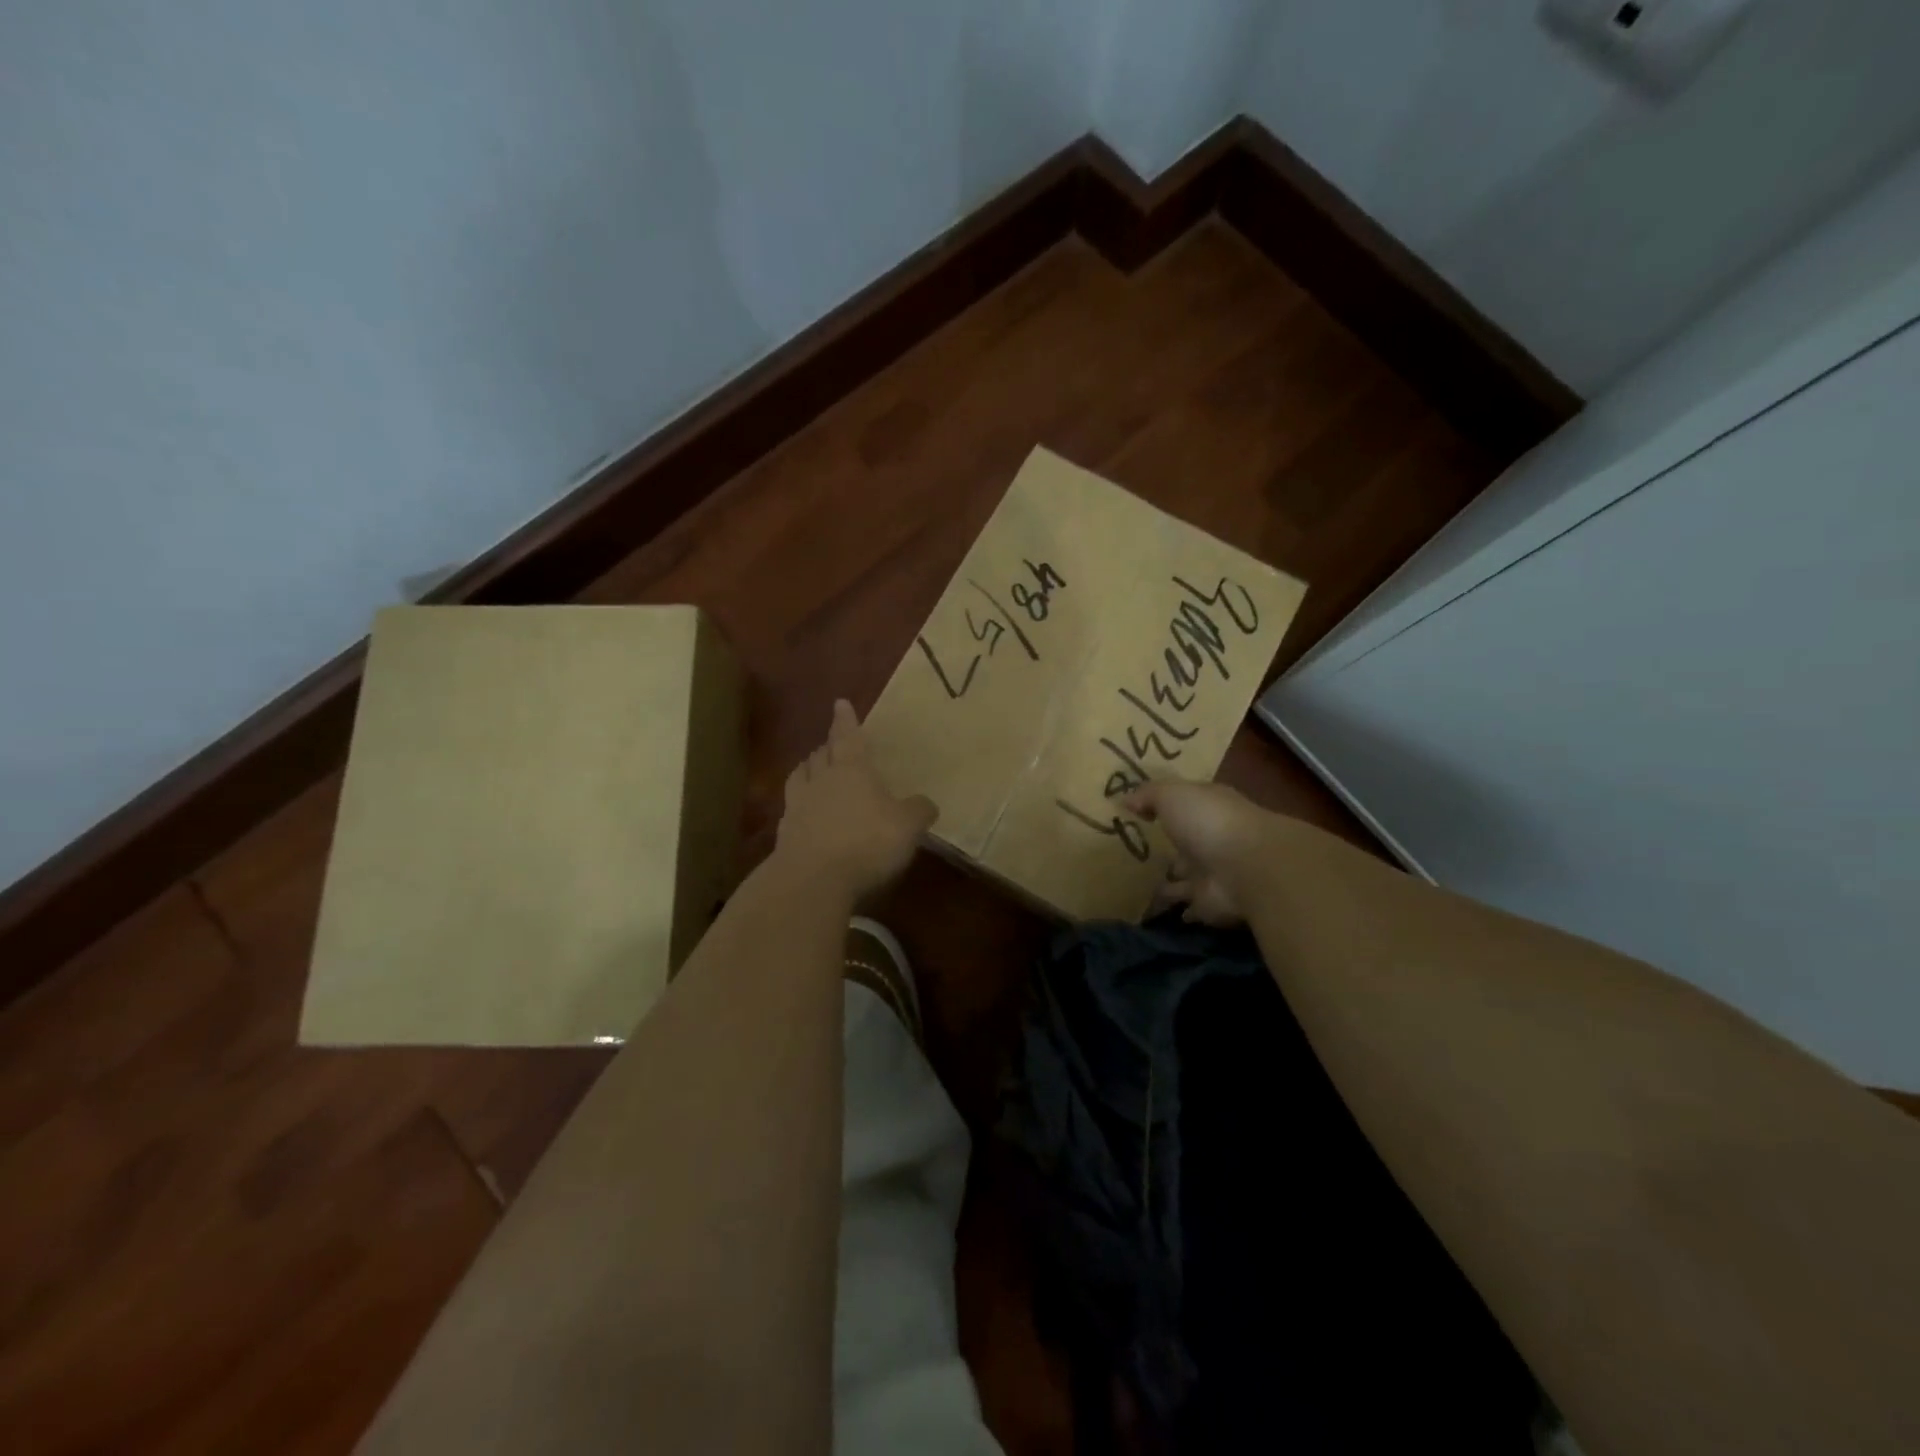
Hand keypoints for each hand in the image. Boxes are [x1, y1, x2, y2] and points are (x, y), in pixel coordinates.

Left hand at [775, 699, 937, 898]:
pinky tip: (803, 812)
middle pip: (821, 754)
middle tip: (832, 744)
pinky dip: (799, 804)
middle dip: (828, 747)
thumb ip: (918, 811)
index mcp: (852, 770)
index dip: (846, 720)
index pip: (849, 737)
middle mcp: (822, 780)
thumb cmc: (867, 842)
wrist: (813, 879)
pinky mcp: (785, 833)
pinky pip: (791, 808)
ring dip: (808, 769)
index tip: (840, 703)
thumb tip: (927, 804)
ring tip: (812, 769)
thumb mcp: (907, 827)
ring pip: (800, 776)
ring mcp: (798, 805)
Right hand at [1124, 780, 1275, 926]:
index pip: (1187, 804)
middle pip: (1186, 843)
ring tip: (1138, 885)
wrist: (1247, 869)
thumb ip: (1148, 795)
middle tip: (1137, 853)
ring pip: (1186, 877)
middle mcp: (1213, 839)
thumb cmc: (1208, 822)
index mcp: (1208, 807)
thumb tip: (1126, 800)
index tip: (1141, 811)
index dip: (1166, 805)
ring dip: (1171, 881)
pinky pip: (1187, 906)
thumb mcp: (1171, 795)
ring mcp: (1213, 873)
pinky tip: (1155, 910)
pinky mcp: (1211, 904)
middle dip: (1170, 847)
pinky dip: (1177, 908)